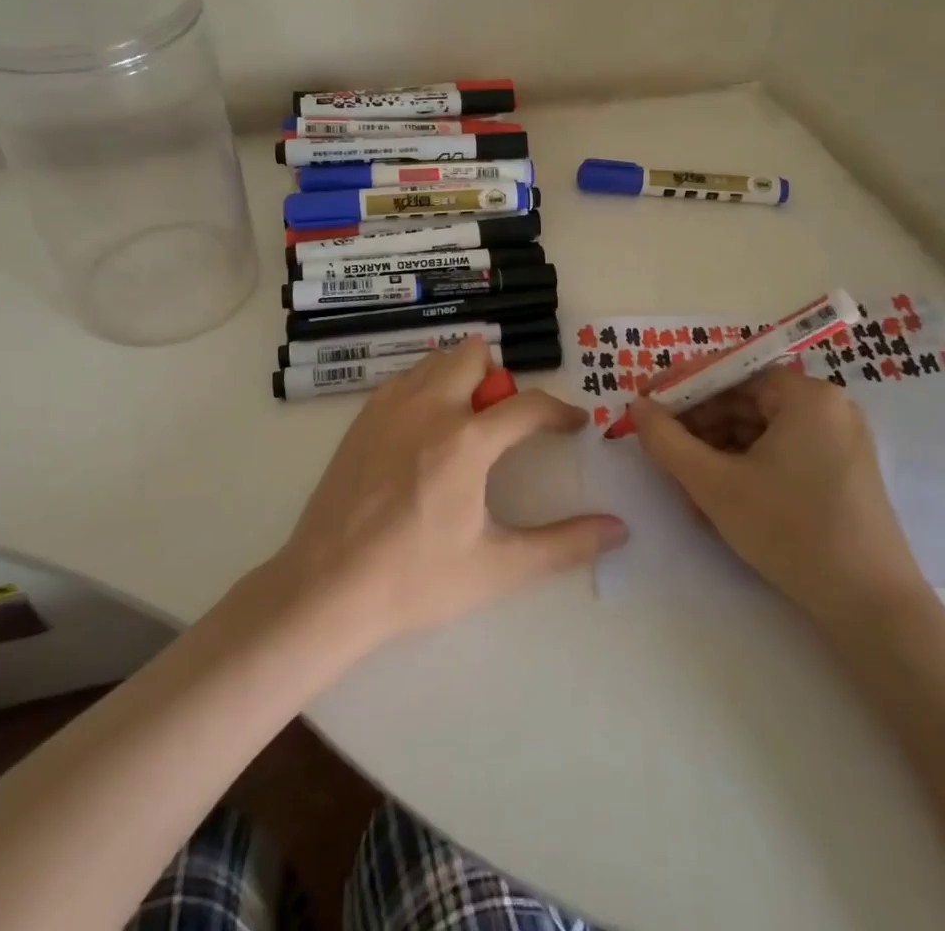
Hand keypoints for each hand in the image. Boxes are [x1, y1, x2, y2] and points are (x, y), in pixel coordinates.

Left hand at [272, 339, 626, 654]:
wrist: (326, 588)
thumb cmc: (415, 580)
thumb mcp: (497, 568)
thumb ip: (563, 545)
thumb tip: (618, 529)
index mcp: (466, 441)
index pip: (529, 406)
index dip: (560, 412)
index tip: (574, 424)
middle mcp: (429, 408)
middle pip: (475, 355)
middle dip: (499, 380)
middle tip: (501, 426)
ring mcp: (390, 407)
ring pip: (436, 360)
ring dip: (461, 378)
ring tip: (464, 427)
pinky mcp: (362, 417)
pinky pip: (405, 379)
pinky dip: (425, 388)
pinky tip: (423, 433)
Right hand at [628, 366, 926, 630]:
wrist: (873, 609)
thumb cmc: (791, 532)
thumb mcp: (715, 485)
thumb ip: (667, 441)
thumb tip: (636, 407)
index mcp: (806, 395)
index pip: (730, 372)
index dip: (681, 386)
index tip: (645, 405)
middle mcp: (827, 407)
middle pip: (745, 401)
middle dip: (698, 426)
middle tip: (662, 451)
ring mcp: (838, 441)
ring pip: (759, 431)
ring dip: (717, 452)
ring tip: (686, 486)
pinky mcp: (840, 472)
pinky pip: (781, 453)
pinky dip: (746, 468)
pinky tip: (718, 499)